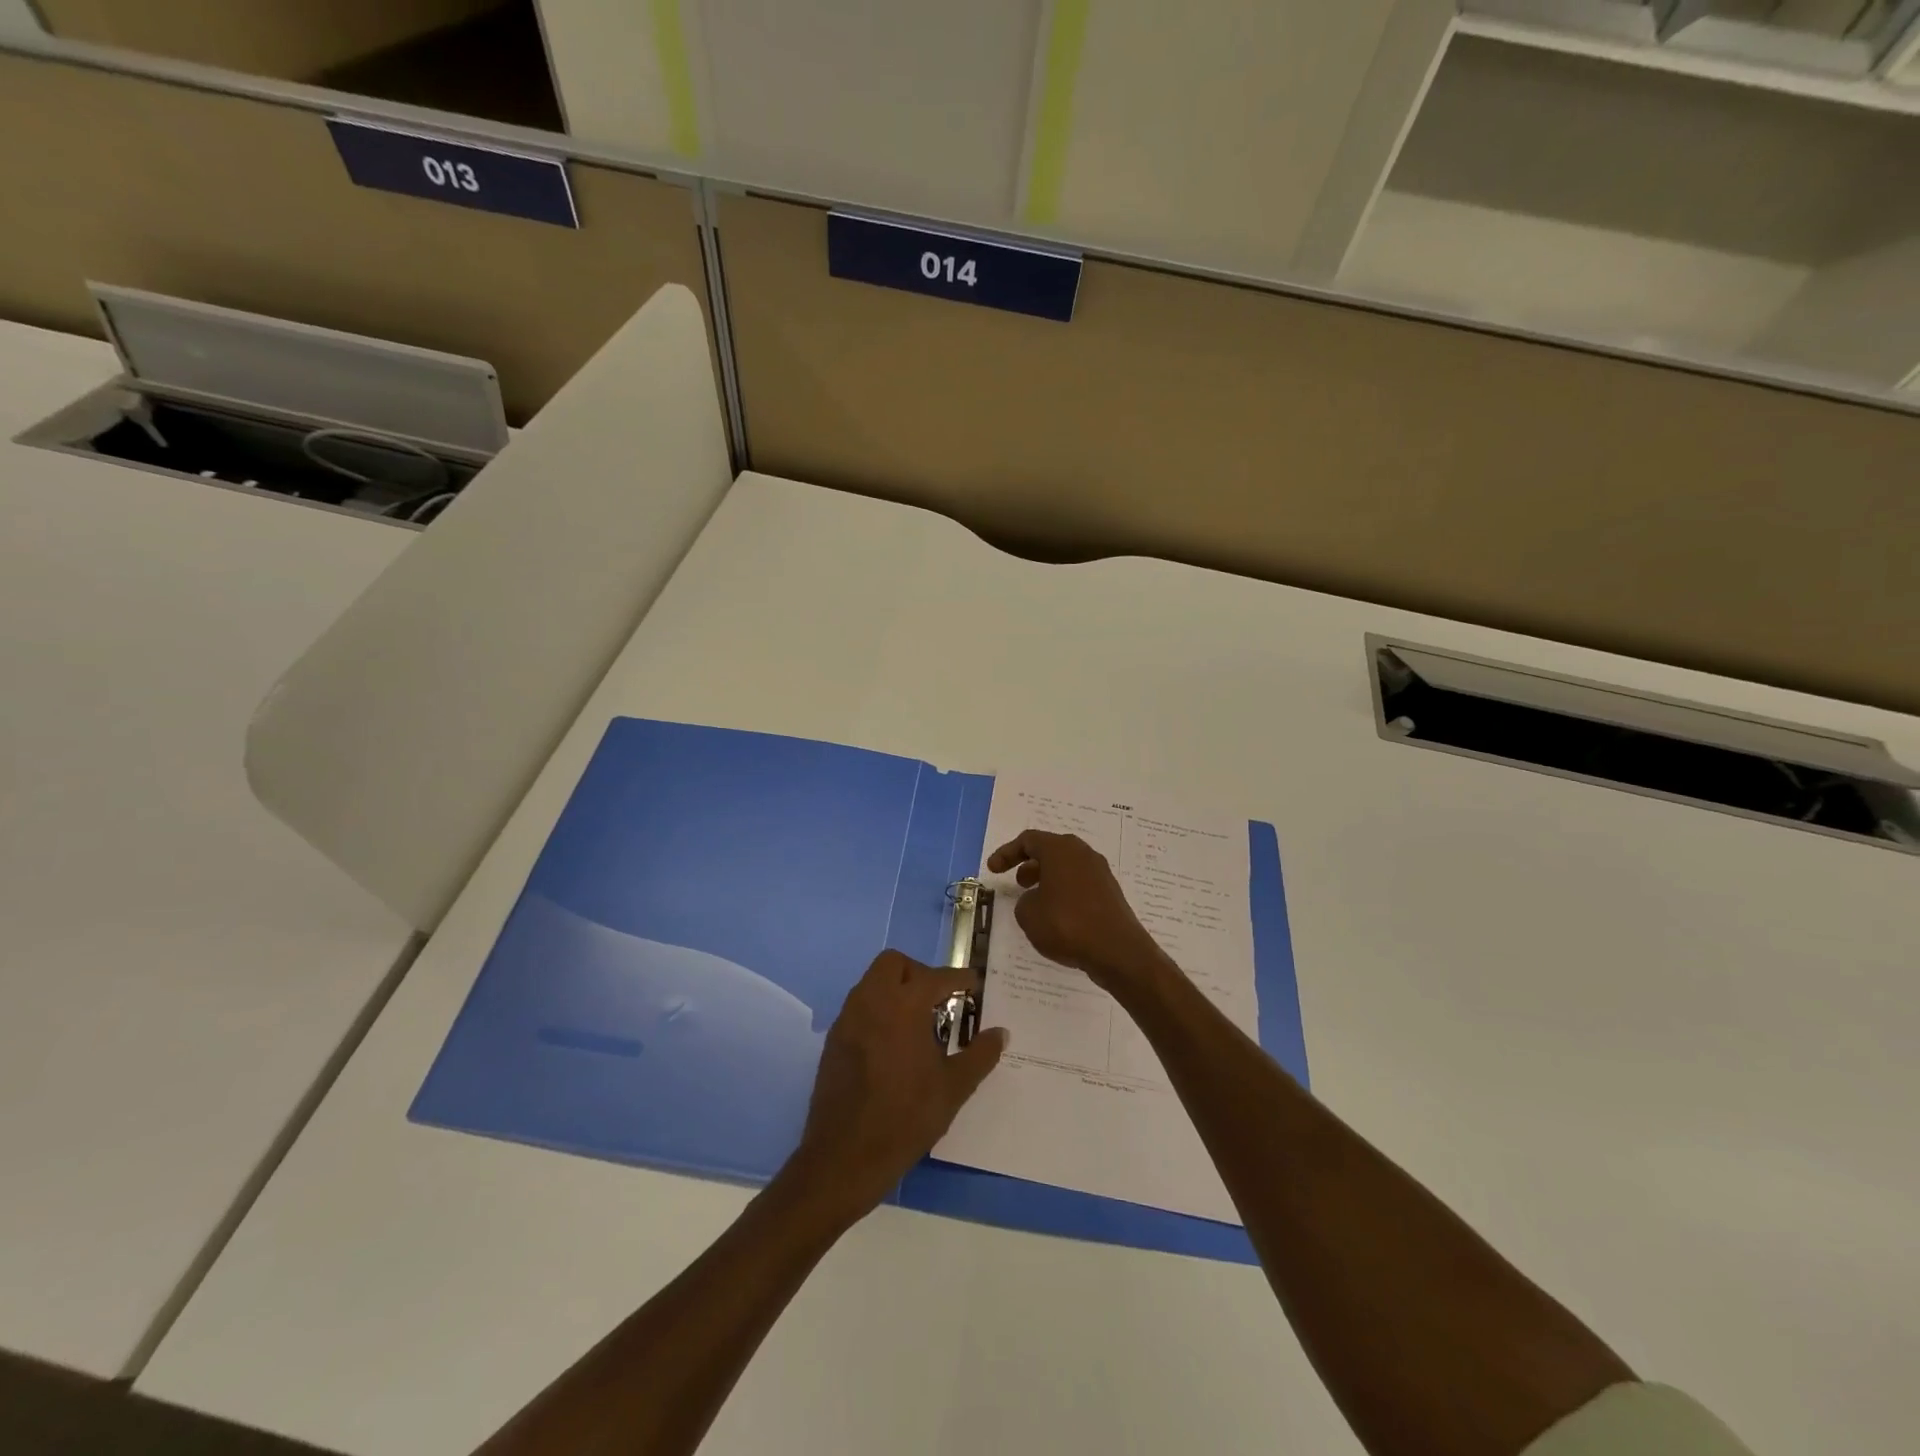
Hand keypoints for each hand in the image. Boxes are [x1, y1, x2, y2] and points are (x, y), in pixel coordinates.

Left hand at [788, 950, 1006, 1222]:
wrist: (844, 1157)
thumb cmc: (905, 1118)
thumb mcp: (953, 1088)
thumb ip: (980, 1055)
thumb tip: (1000, 1033)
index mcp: (903, 1005)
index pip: (936, 977)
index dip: (959, 979)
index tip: (974, 986)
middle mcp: (872, 1000)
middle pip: (894, 964)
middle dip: (919, 973)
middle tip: (940, 999)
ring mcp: (848, 1018)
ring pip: (873, 982)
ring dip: (896, 989)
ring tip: (919, 1022)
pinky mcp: (834, 1039)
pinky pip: (859, 1007)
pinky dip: (879, 1010)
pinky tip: (894, 1044)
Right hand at [986, 830, 1167, 991]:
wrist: (1117, 951)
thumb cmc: (1067, 924)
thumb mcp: (1029, 914)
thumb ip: (1024, 901)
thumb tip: (1035, 899)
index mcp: (1060, 849)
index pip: (1028, 840)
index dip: (1006, 853)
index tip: (993, 870)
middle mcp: (1082, 853)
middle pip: (1050, 850)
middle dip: (1030, 864)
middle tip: (1017, 882)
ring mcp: (1100, 872)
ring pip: (1066, 867)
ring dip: (1047, 879)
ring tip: (1035, 901)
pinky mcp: (1110, 892)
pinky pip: (1079, 884)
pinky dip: (1063, 892)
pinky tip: (1057, 915)